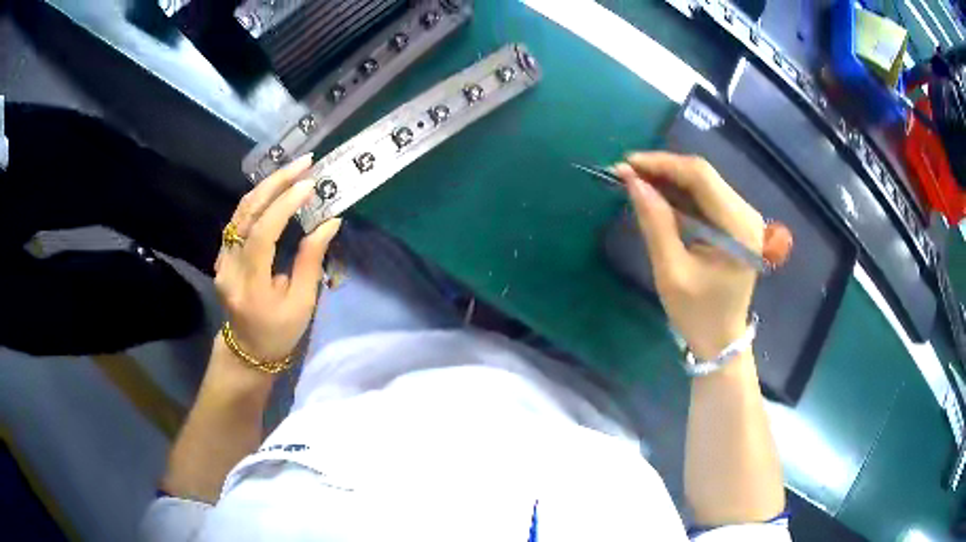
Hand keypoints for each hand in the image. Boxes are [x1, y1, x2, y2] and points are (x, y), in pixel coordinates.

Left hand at [214, 155, 340, 363]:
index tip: (309, 186)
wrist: (248, 350)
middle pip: (246, 214)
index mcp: (249, 285)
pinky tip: (276, 188)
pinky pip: (239, 219)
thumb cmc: (279, 332)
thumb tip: (329, 221)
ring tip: (293, 169)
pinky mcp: (223, 254)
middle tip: (304, 163)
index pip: (262, 234)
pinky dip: (258, 199)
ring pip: (240, 211)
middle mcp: (229, 267)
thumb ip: (311, 260)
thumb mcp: (302, 303)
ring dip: (266, 186)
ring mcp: (222, 259)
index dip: (284, 206)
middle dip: (275, 183)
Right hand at [614, 152, 763, 359]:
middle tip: (625, 173)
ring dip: (668, 179)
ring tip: (634, 181)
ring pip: (702, 182)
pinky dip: (679, 193)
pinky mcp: (735, 222)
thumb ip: (655, 223)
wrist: (721, 338)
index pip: (701, 177)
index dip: (662, 164)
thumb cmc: (697, 313)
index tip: (626, 164)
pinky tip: (656, 194)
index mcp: (738, 229)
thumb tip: (633, 182)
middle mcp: (747, 215)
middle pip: (703, 175)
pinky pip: (705, 197)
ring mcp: (743, 217)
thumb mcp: (671, 272)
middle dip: (662, 170)